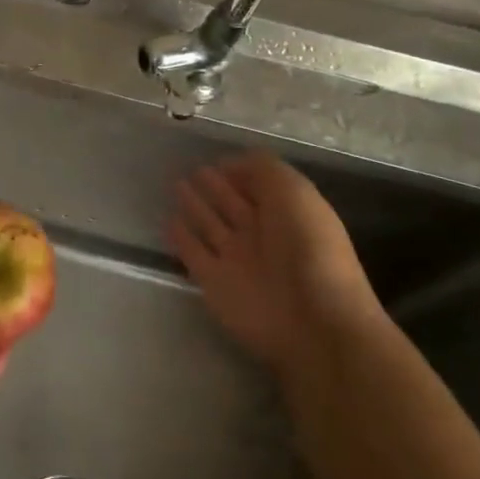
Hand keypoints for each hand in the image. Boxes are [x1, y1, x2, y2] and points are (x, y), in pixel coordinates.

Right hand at [167, 153, 383, 377]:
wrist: (311, 320)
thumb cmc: (309, 248)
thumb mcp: (295, 192)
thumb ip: (264, 170)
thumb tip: (233, 162)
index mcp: (287, 213)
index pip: (260, 186)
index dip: (241, 171)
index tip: (218, 158)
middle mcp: (262, 235)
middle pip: (233, 204)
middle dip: (216, 187)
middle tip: (194, 169)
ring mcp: (236, 260)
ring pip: (211, 226)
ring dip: (195, 206)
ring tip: (176, 185)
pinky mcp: (213, 282)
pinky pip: (193, 253)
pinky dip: (181, 238)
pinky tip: (168, 220)